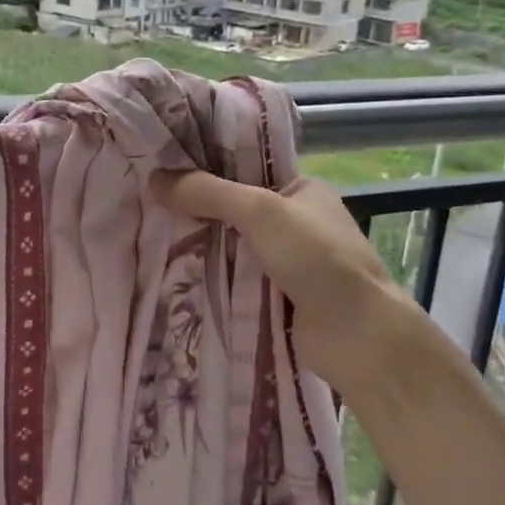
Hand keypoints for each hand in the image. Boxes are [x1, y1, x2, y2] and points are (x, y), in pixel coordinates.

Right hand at [150, 171, 456, 399]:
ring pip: (229, 246)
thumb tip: (153, 179)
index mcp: (300, 189)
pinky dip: (208, 278)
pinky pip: (232, 280)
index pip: (243, 168)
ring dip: (198, 246)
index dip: (204, 168)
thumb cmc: (318, 259)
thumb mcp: (261, 211)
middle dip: (194, 210)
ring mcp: (285, 262)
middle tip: (145, 203)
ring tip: (146, 235)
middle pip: (232, 209)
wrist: (360, 337)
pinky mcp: (275, 297)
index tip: (160, 168)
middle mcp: (293, 221)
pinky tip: (170, 273)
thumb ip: (208, 193)